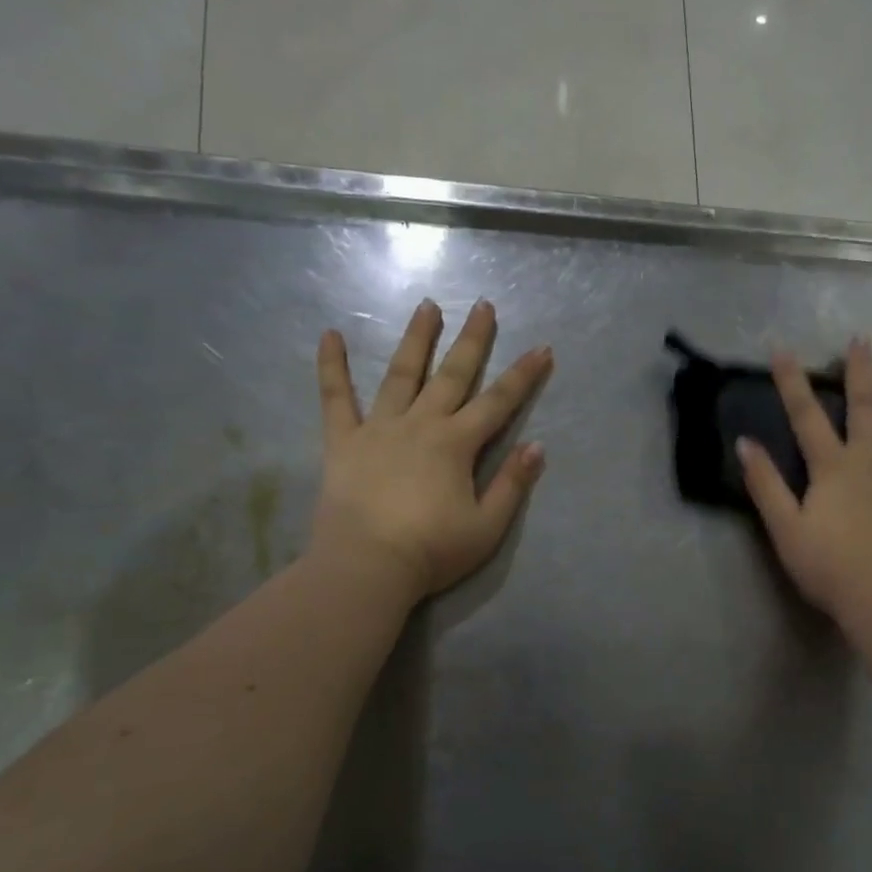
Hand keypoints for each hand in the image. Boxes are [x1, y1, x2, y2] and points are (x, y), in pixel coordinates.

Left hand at [311, 299, 552, 601]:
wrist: (366, 566)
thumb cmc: (431, 551)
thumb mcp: (487, 526)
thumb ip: (512, 485)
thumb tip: (537, 446)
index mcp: (456, 444)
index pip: (499, 402)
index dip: (523, 375)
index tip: (542, 348)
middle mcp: (421, 424)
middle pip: (452, 375)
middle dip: (472, 340)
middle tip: (483, 305)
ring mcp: (379, 428)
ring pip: (401, 374)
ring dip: (416, 339)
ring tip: (426, 305)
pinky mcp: (343, 441)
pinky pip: (335, 398)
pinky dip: (332, 366)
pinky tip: (329, 335)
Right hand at [738, 336, 871, 630]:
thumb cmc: (830, 567)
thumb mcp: (785, 529)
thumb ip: (765, 485)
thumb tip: (745, 443)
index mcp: (832, 468)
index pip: (806, 417)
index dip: (791, 382)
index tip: (782, 349)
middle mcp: (871, 460)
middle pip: (866, 408)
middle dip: (861, 372)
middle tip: (863, 339)